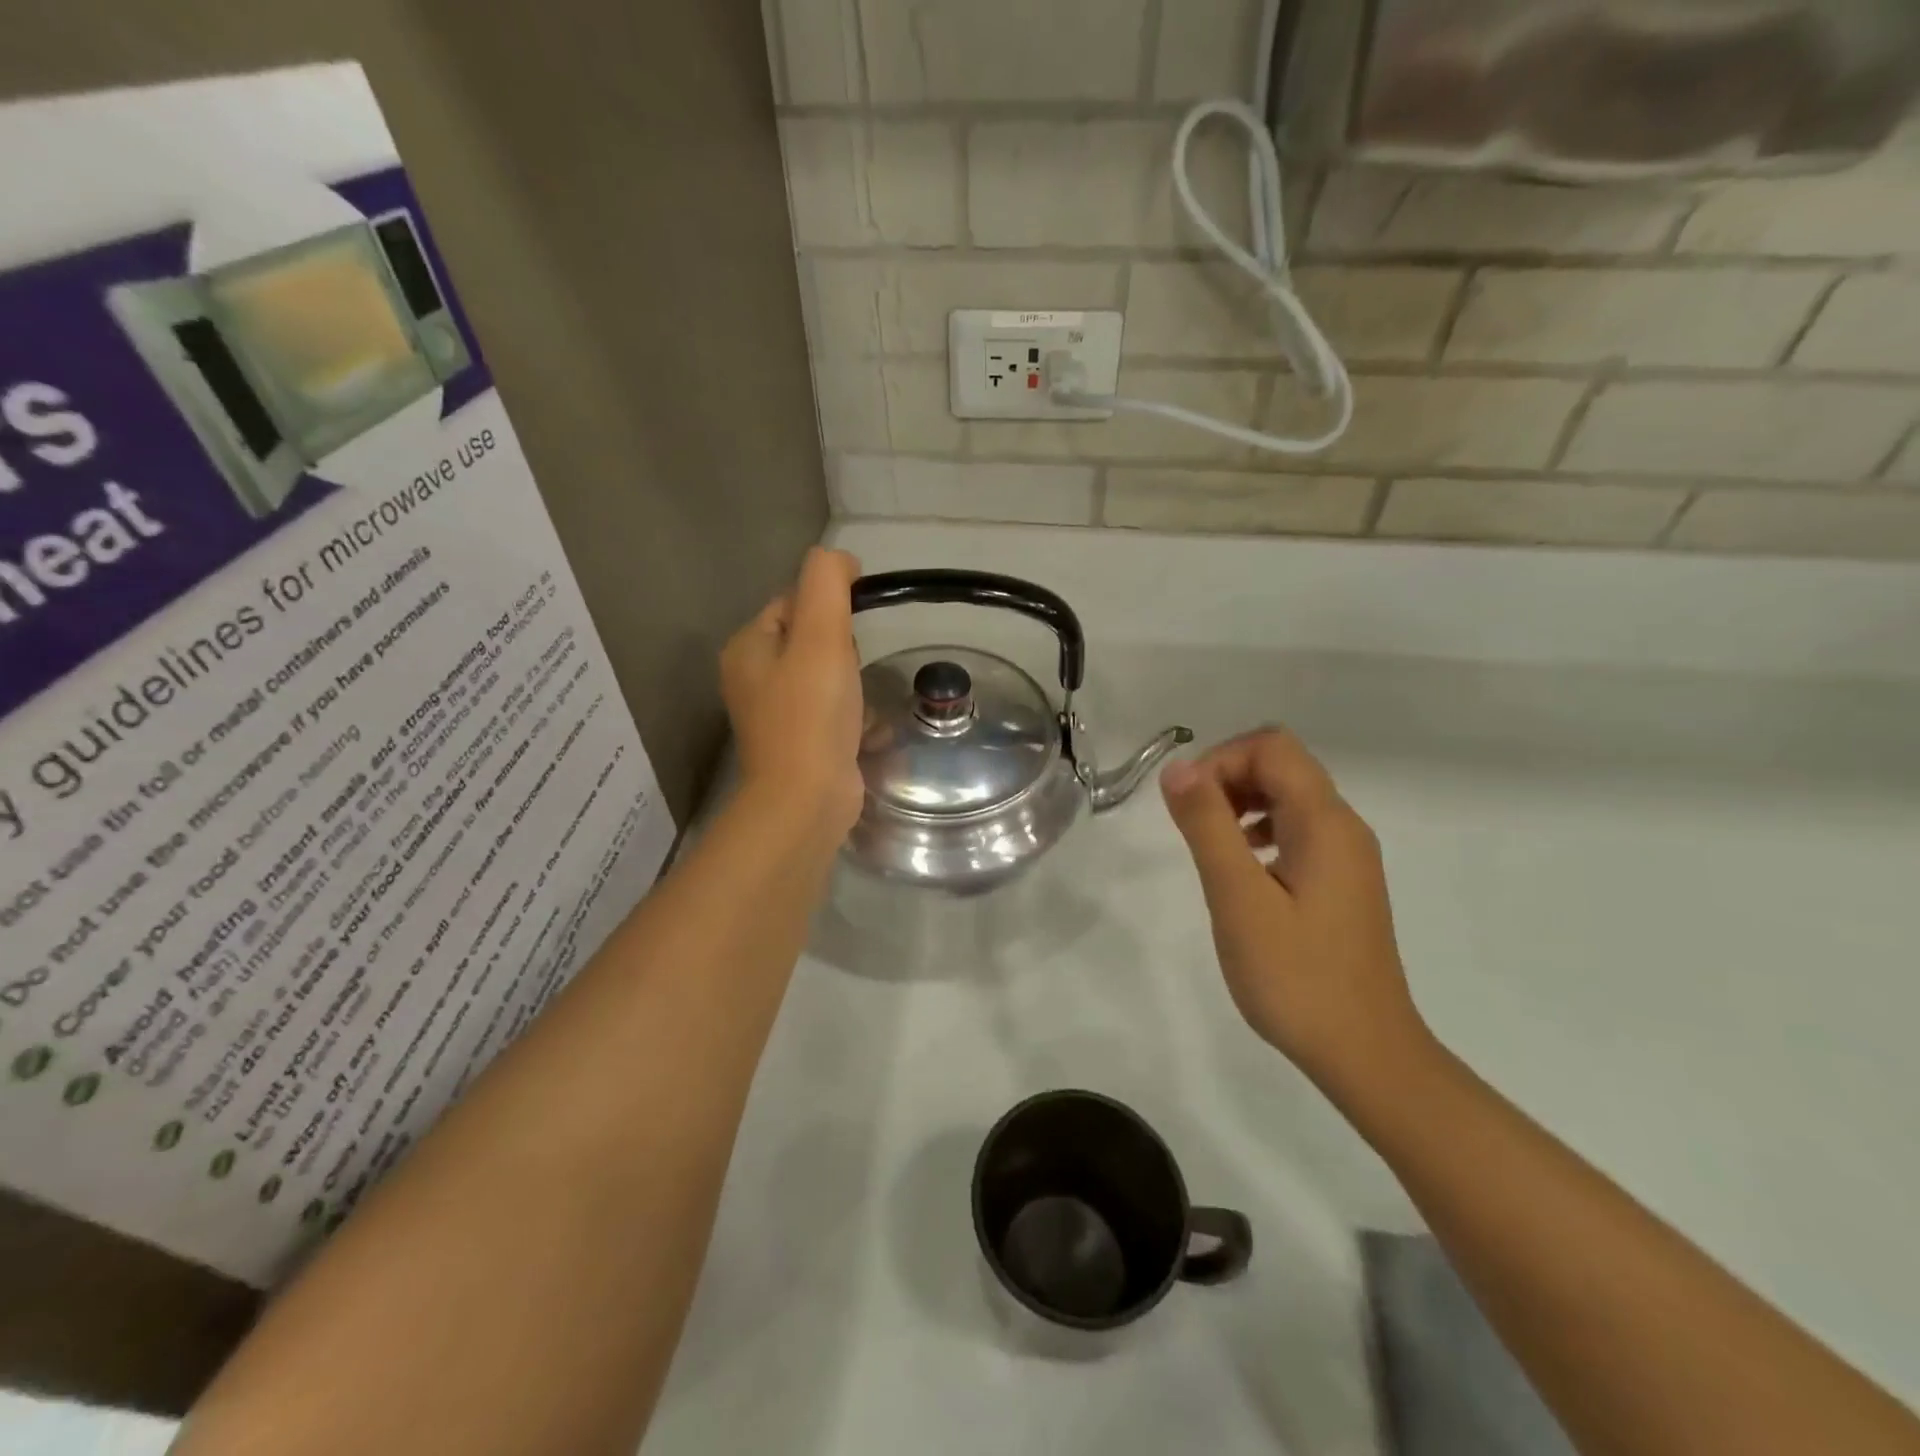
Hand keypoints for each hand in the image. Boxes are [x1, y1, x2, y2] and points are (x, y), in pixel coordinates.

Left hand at [721, 547, 865, 838]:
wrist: (807, 800)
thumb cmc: (812, 714)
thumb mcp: (821, 635)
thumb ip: (827, 583)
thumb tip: (839, 558)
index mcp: (747, 647)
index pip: (792, 602)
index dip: (829, 608)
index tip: (852, 632)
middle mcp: (753, 678)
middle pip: (810, 640)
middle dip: (842, 651)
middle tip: (851, 673)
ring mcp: (774, 715)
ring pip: (825, 678)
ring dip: (853, 686)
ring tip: (861, 705)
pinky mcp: (798, 745)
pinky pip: (831, 713)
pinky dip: (852, 717)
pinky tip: (867, 730)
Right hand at [1161, 729, 1430, 1097]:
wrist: (1364, 1052)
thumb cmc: (1296, 976)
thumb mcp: (1239, 898)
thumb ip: (1207, 826)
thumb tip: (1178, 768)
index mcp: (1325, 822)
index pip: (1271, 747)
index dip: (1221, 759)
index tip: (1187, 804)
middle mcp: (1344, 827)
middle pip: (1282, 765)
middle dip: (1227, 778)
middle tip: (1191, 825)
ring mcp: (1347, 856)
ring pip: (1288, 797)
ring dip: (1240, 804)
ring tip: (1210, 847)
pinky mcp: (1342, 882)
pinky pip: (1297, 830)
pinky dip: (1259, 831)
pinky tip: (1241, 870)